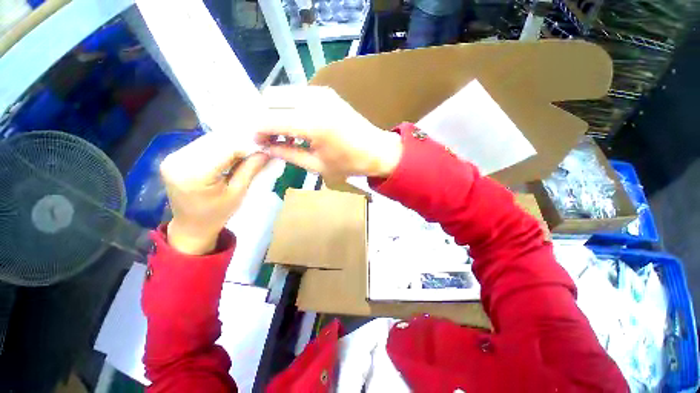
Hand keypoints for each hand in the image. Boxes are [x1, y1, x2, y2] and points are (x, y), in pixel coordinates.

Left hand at [160, 132, 269, 254]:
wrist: (191, 227)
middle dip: (239, 143)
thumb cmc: (217, 214)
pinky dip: (218, 147)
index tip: (264, 149)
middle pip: (215, 141)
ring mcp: (172, 158)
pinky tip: (230, 153)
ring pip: (208, 140)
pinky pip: (200, 145)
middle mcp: (178, 161)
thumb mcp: (238, 193)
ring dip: (229, 143)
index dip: (247, 146)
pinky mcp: (173, 157)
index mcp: (194, 174)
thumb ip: (250, 169)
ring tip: (246, 152)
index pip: (226, 148)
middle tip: (257, 150)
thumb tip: (266, 152)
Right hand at [256, 86, 402, 178]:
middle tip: (268, 137)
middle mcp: (314, 100)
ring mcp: (320, 92)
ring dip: (275, 111)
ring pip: (281, 93)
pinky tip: (295, 125)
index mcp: (313, 123)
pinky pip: (296, 94)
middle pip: (270, 97)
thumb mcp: (317, 165)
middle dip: (263, 117)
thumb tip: (265, 146)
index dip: (257, 130)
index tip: (256, 142)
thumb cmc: (350, 163)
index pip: (269, 119)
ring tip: (282, 133)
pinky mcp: (325, 92)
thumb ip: (287, 153)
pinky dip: (288, 107)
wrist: (377, 150)